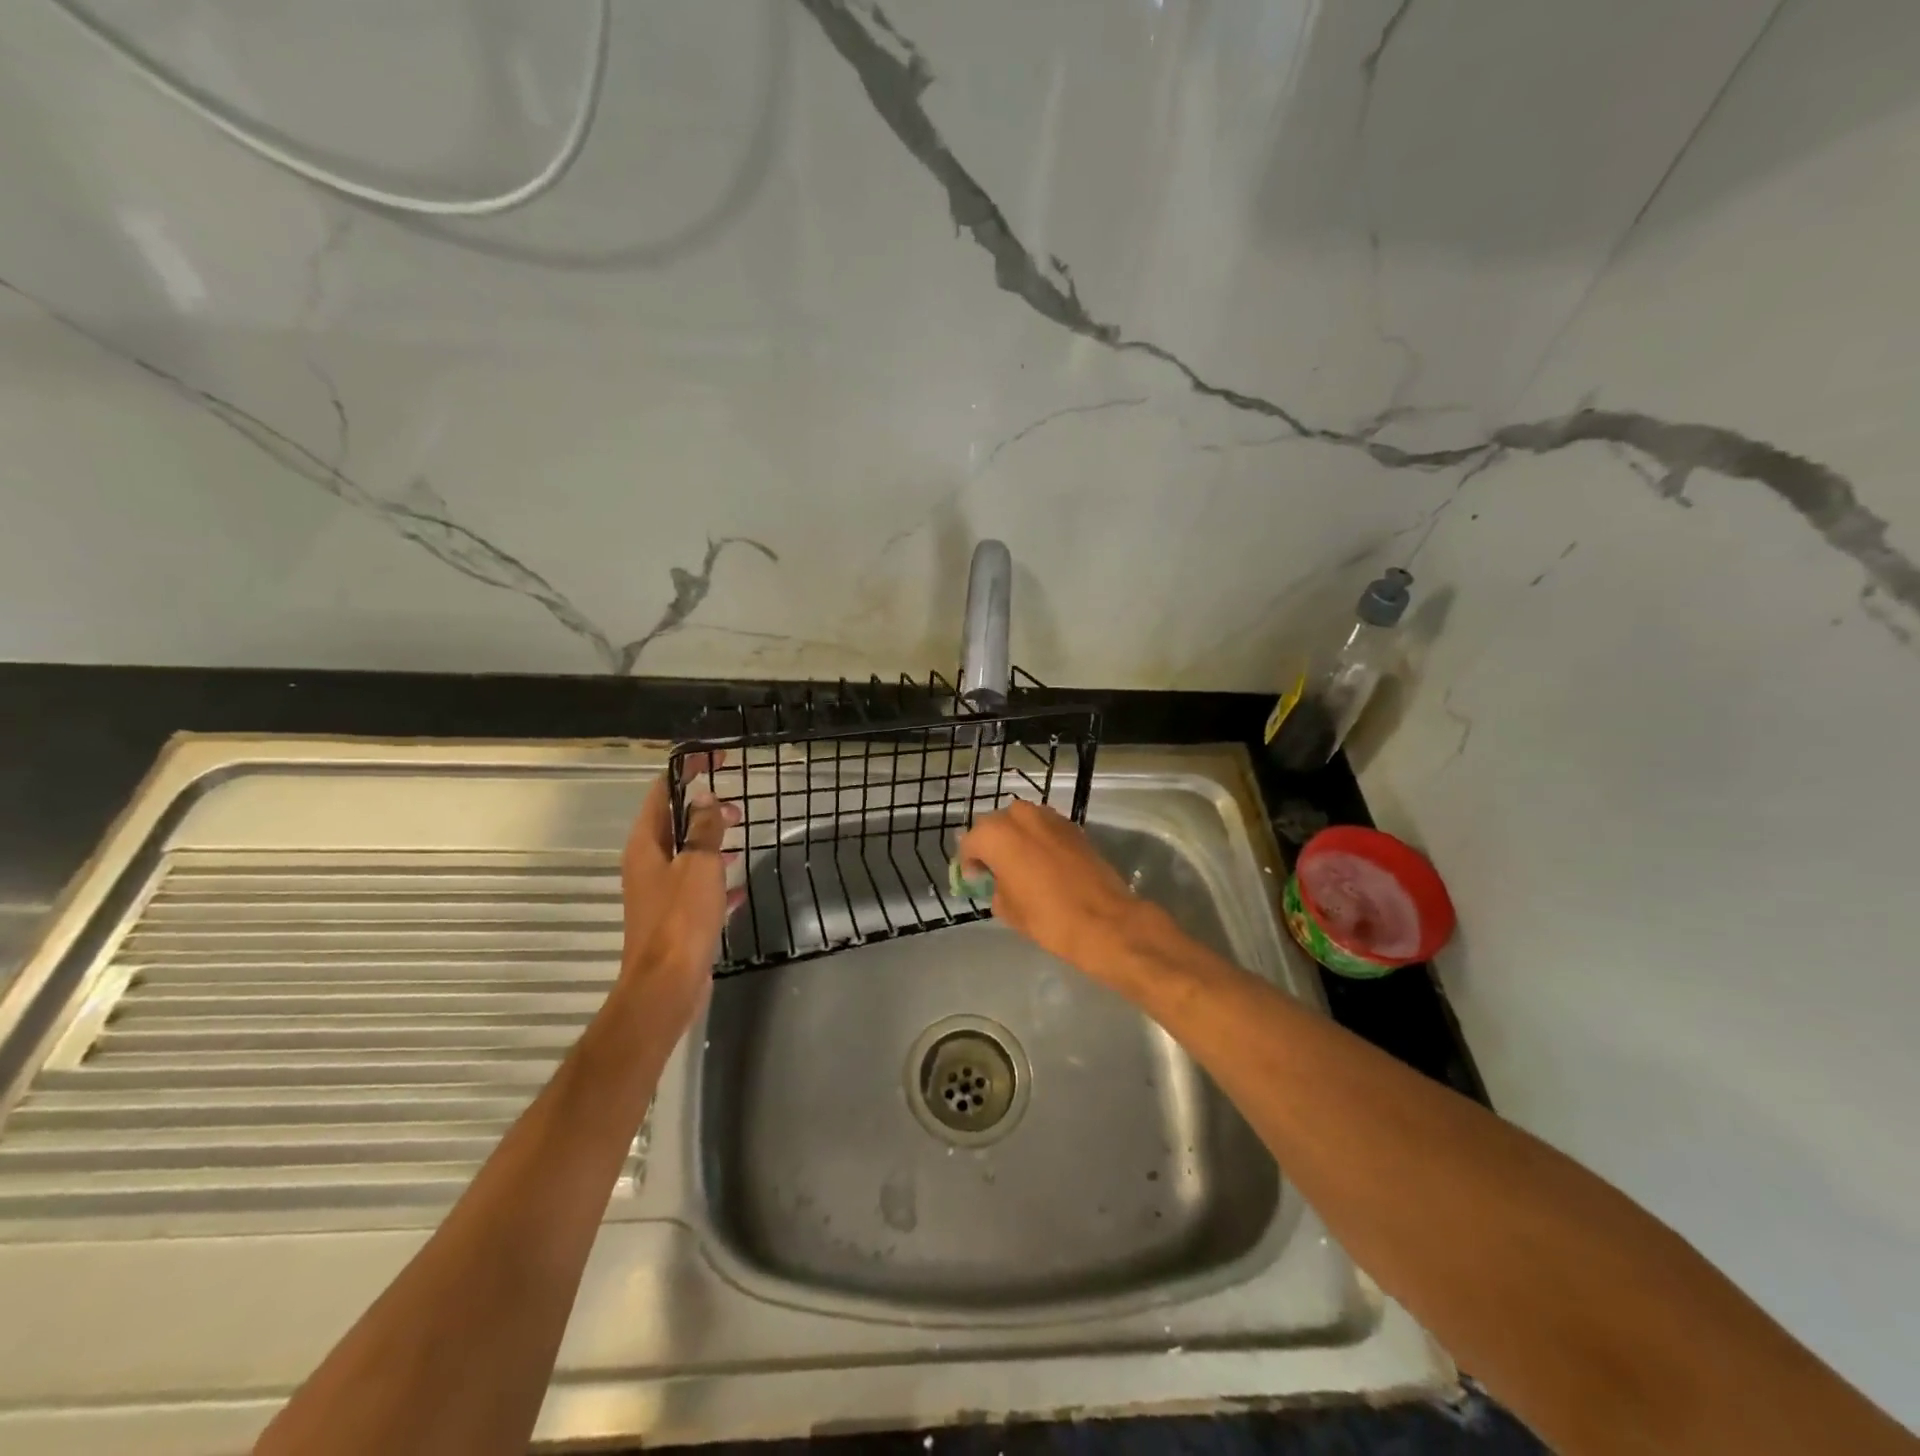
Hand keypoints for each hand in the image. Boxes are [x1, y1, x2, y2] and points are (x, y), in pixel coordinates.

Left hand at [619, 755, 740, 1035]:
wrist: (667, 985)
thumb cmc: (681, 919)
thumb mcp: (698, 865)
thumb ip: (703, 829)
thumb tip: (705, 798)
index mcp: (646, 845)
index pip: (663, 793)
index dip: (687, 772)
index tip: (715, 758)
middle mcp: (647, 864)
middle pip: (674, 823)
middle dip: (703, 809)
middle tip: (737, 806)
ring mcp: (660, 893)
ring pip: (687, 855)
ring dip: (711, 842)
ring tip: (740, 836)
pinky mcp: (675, 918)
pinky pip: (697, 887)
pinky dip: (716, 879)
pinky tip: (739, 885)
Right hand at [956, 800, 1146, 979]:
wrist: (1104, 920)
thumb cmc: (1047, 917)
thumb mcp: (1006, 908)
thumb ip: (994, 885)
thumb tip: (999, 879)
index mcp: (997, 834)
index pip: (971, 842)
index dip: (969, 863)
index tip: (975, 880)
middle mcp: (1021, 815)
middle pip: (996, 825)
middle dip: (992, 844)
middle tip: (995, 870)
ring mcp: (1050, 817)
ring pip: (1022, 821)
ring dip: (1016, 838)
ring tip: (1020, 864)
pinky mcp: (1074, 826)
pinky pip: (1045, 828)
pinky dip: (1039, 840)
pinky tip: (1045, 864)